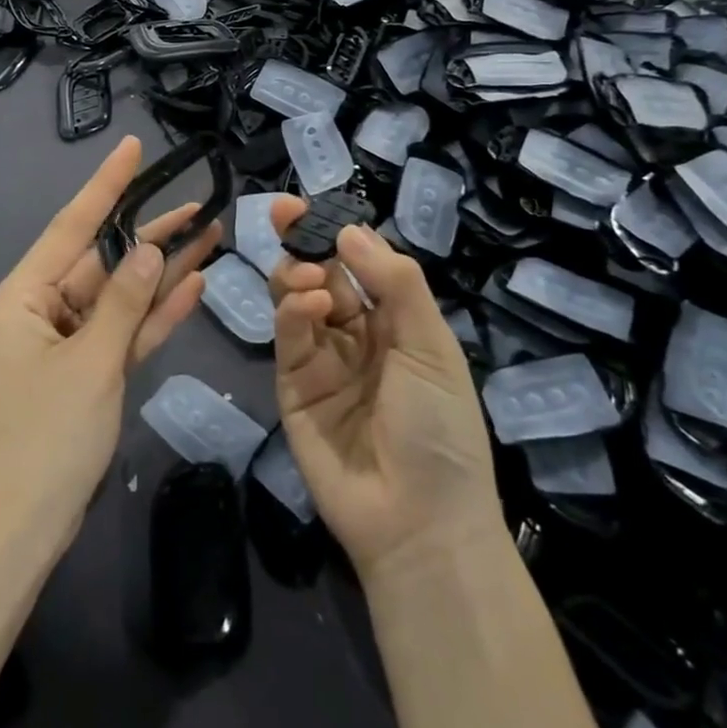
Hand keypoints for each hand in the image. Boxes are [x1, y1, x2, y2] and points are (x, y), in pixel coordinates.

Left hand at [0, 136, 220, 552]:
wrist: (18, 531)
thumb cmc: (44, 439)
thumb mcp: (90, 363)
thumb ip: (124, 302)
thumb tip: (152, 251)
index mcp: (23, 296)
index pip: (72, 226)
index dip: (106, 185)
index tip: (133, 147)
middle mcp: (40, 310)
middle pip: (102, 261)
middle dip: (151, 235)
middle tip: (200, 204)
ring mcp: (64, 342)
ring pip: (119, 296)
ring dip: (161, 273)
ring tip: (210, 237)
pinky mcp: (84, 372)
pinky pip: (121, 332)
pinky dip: (152, 315)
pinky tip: (193, 286)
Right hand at [268, 197, 503, 579]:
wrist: (417, 523)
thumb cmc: (439, 430)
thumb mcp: (431, 347)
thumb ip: (395, 283)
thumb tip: (350, 230)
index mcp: (395, 324)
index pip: (359, 264)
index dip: (335, 232)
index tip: (308, 204)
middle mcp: (355, 335)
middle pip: (321, 275)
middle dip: (304, 242)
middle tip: (287, 217)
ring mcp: (321, 361)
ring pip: (297, 300)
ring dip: (298, 276)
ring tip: (309, 279)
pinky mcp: (292, 387)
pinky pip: (289, 337)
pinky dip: (294, 312)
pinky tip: (311, 305)